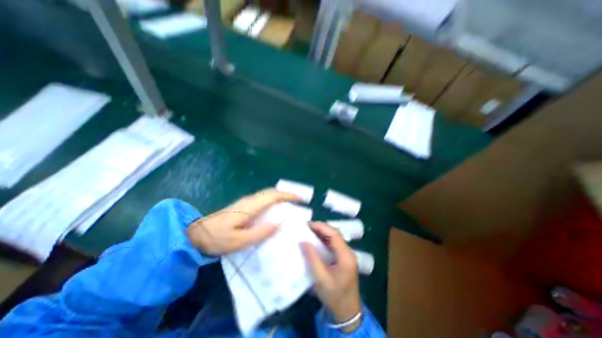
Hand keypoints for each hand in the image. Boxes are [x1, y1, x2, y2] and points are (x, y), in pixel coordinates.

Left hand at [188, 188, 298, 254]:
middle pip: (271, 192)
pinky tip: (275, 209)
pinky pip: (263, 199)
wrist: (196, 234)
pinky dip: (273, 200)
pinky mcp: (243, 206)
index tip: (299, 199)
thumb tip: (279, 223)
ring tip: (290, 205)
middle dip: (286, 194)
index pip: (273, 196)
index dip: (287, 195)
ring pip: (267, 194)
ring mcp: (246, 202)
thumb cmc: (217, 239)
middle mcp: (250, 200)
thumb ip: (261, 232)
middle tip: (298, 201)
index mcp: (250, 206)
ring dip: (280, 197)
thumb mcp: (240, 241)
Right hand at [301, 222, 361, 331]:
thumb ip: (312, 258)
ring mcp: (346, 255)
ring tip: (308, 231)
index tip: (308, 224)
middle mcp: (348, 252)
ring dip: (321, 233)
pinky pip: (333, 245)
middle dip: (320, 228)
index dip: (321, 227)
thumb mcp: (321, 279)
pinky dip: (323, 240)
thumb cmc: (334, 296)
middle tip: (306, 227)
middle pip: (334, 234)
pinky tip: (315, 241)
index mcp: (345, 256)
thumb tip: (303, 241)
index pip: (334, 234)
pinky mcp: (343, 258)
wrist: (347, 312)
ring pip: (334, 238)